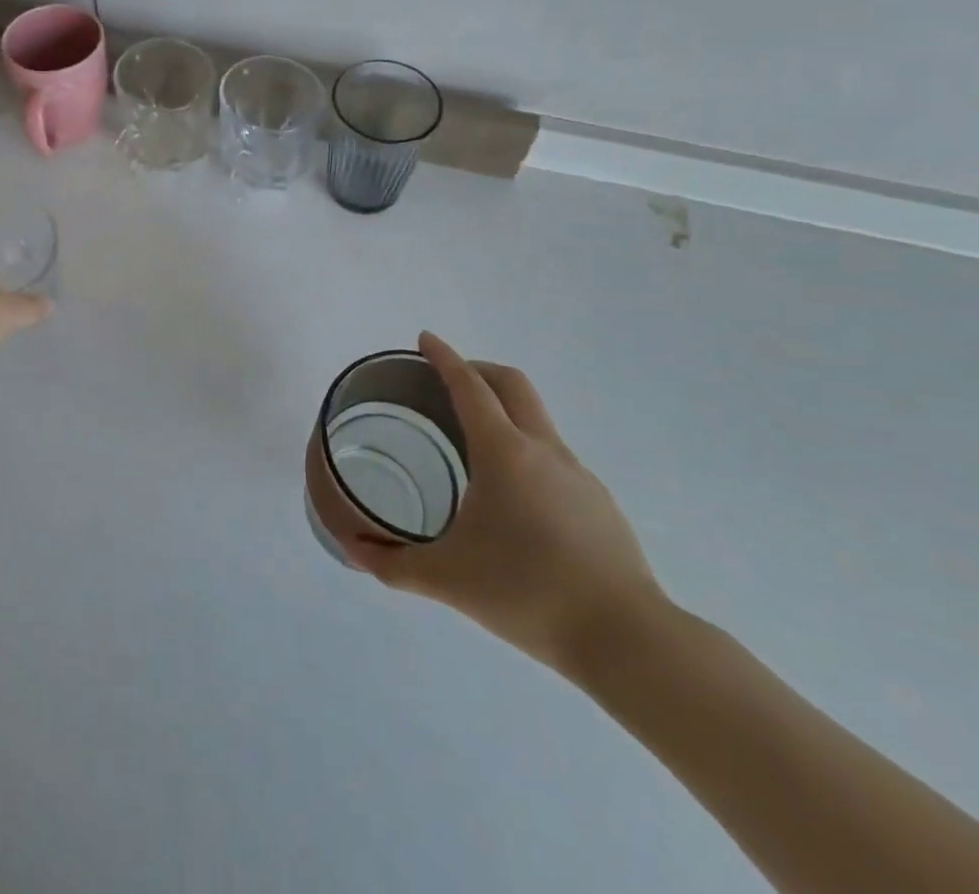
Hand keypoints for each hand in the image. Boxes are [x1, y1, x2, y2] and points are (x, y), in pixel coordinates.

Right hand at [343, 332, 666, 677]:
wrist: (627, 639)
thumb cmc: (526, 593)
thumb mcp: (446, 579)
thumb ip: (391, 563)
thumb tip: (352, 549)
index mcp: (503, 452)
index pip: (469, 386)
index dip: (444, 358)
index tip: (425, 339)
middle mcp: (543, 449)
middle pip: (511, 384)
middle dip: (477, 369)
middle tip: (447, 379)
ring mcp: (578, 474)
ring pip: (536, 418)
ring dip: (503, 409)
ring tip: (473, 442)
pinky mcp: (599, 502)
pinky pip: (554, 455)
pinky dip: (525, 449)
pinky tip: (514, 497)